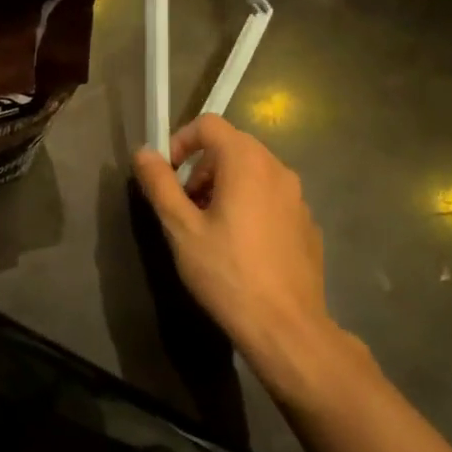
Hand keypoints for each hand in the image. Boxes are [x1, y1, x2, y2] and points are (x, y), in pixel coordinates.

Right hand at [133, 115, 357, 389]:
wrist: (286, 327)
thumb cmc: (227, 273)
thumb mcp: (181, 228)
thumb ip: (160, 184)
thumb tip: (143, 153)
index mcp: (246, 162)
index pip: (209, 124)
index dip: (181, 140)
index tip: (167, 174)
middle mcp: (278, 169)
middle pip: (232, 146)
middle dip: (201, 168)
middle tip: (185, 206)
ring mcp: (298, 197)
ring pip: (253, 173)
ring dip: (224, 186)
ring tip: (209, 228)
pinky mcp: (307, 224)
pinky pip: (271, 198)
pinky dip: (249, 206)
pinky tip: (240, 248)